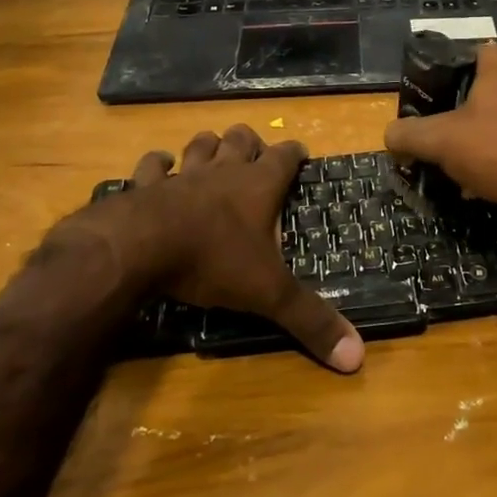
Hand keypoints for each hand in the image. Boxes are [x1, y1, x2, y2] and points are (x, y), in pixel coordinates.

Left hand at [91, 124, 364, 373]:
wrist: (140, 247)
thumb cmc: (213, 260)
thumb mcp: (268, 293)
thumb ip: (309, 319)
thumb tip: (357, 356)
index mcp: (258, 186)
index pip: (285, 156)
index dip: (295, 153)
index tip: (301, 155)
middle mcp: (223, 171)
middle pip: (241, 139)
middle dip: (250, 142)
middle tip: (254, 155)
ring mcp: (182, 174)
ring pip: (200, 145)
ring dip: (208, 146)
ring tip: (212, 153)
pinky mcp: (146, 185)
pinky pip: (152, 165)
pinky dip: (157, 164)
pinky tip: (160, 167)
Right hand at [384, 45, 496, 217]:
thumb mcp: (443, 142)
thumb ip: (409, 135)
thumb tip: (388, 136)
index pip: (460, 60)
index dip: (440, 88)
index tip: (431, 117)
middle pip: (486, 88)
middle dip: (466, 117)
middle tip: (451, 146)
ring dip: (493, 134)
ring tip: (478, 168)